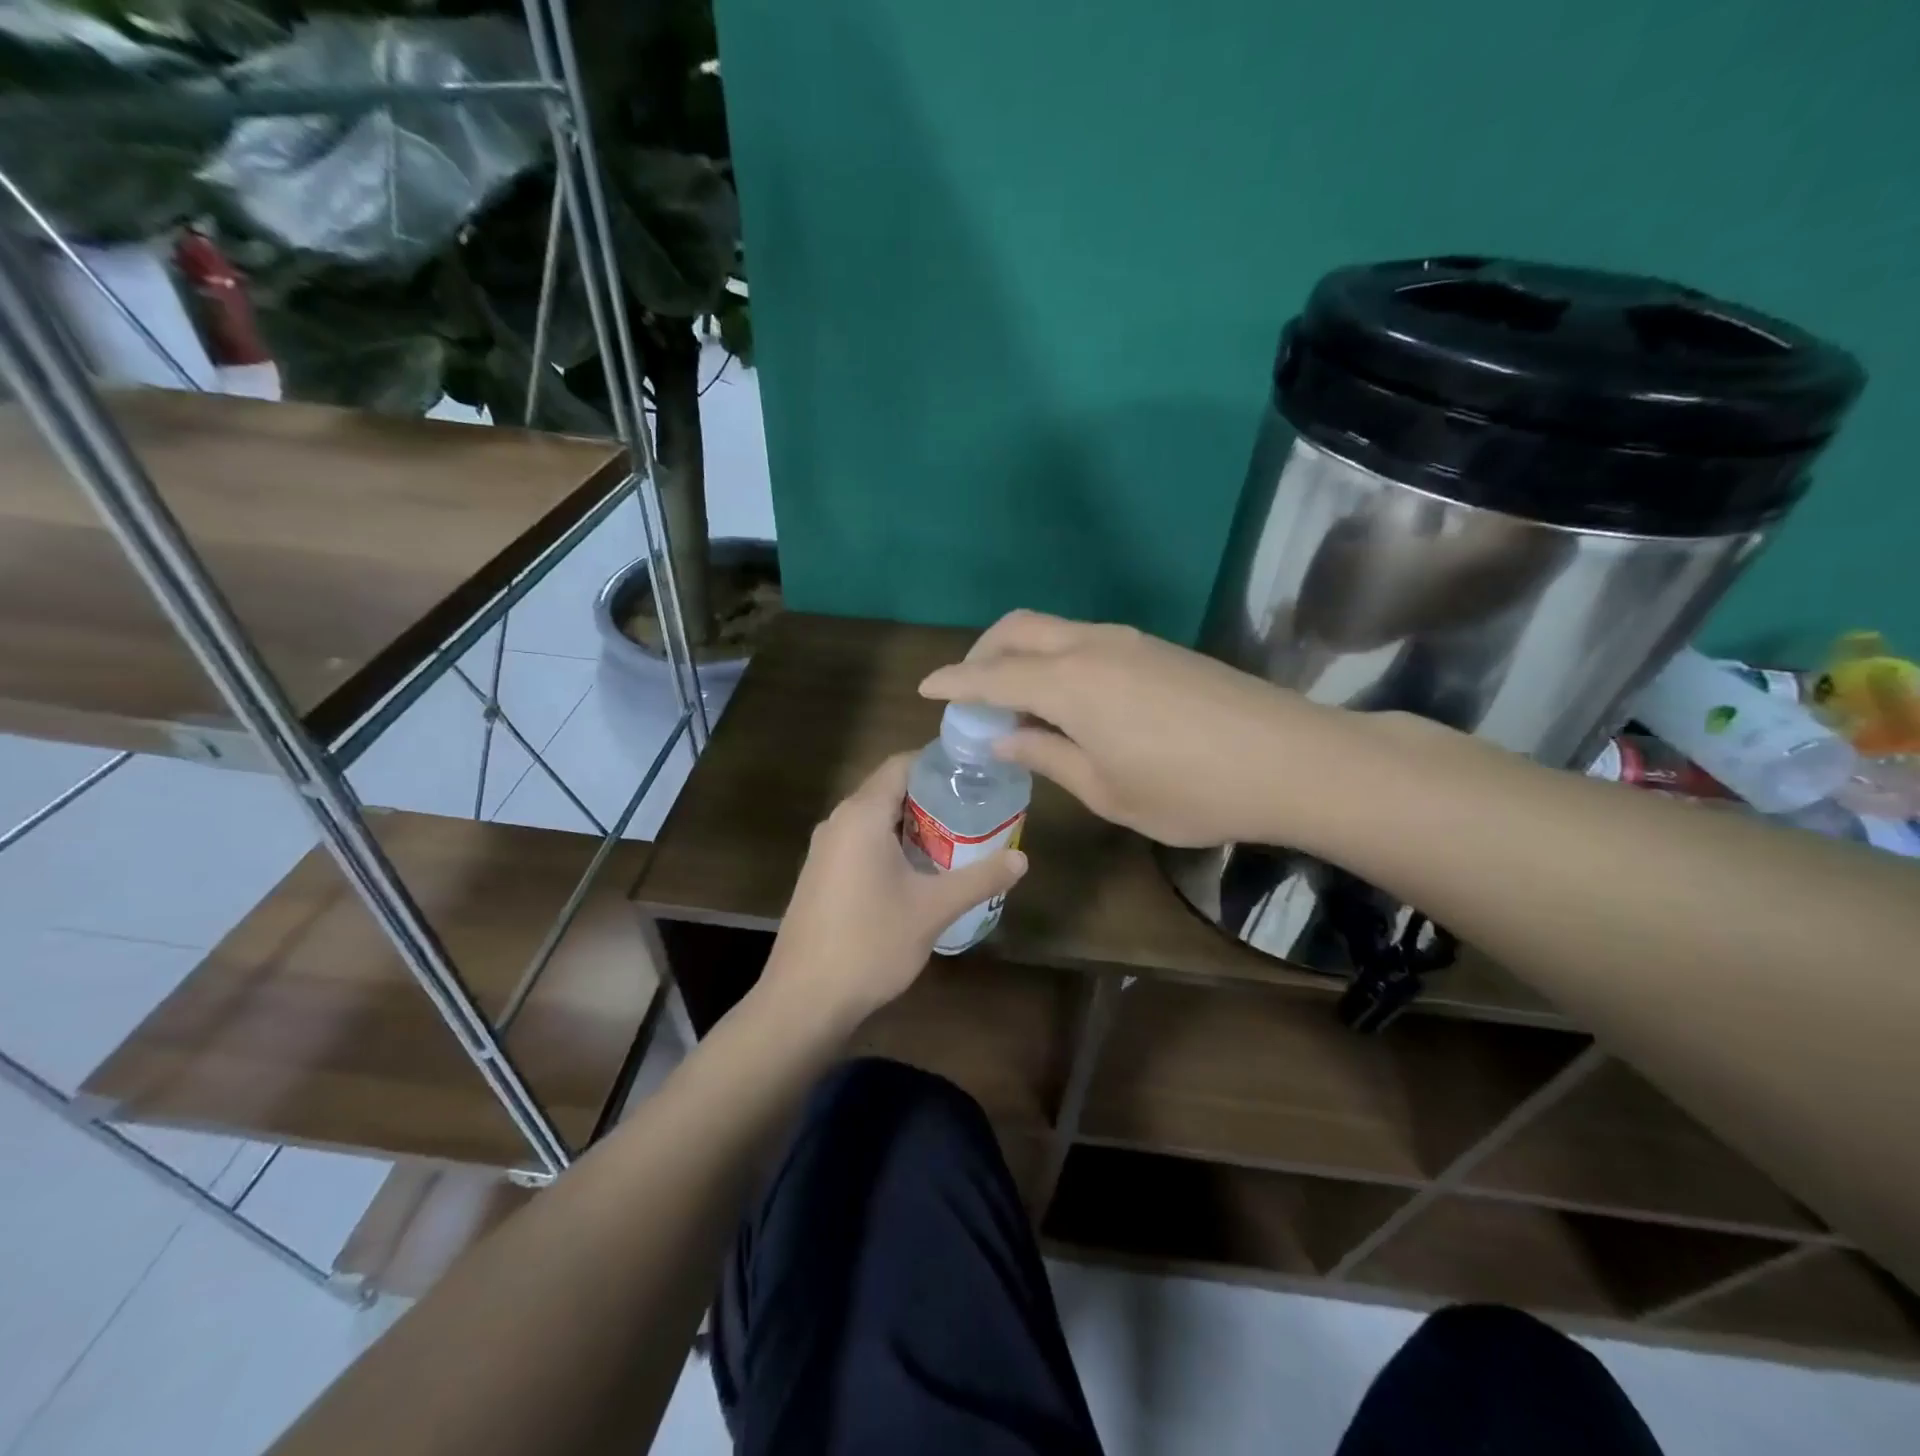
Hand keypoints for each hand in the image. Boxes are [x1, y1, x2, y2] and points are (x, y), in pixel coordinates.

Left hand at [761, 752, 1027, 1028]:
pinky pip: (861, 842)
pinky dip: (891, 843)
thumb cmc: (870, 943)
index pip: (902, 764)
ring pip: (875, 818)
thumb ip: (979, 879)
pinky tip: (919, 871)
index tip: (975, 775)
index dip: (939, 764)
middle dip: (932, 796)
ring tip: (957, 838)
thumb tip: (1022, 859)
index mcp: (862, 815)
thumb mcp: (933, 910)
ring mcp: (824, 850)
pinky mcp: (820, 875)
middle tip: (976, 809)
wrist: (804, 999)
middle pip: (889, 789)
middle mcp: (838, 821)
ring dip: (913, 823)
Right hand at [919, 609, 1348, 848]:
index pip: (993, 676)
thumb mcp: (1107, 790)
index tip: (925, 689)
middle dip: (982, 653)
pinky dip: (1055, 658)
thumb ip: (1048, 755)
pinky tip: (1065, 698)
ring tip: (1013, 698)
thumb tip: (1004, 738)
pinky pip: (1084, 639)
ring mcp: (1129, 641)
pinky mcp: (1156, 648)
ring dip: (1020, 653)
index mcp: (1071, 684)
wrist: (1292, 759)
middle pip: (1018, 629)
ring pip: (1053, 629)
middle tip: (969, 692)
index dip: (954, 683)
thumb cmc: (1191, 789)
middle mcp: (1092, 647)